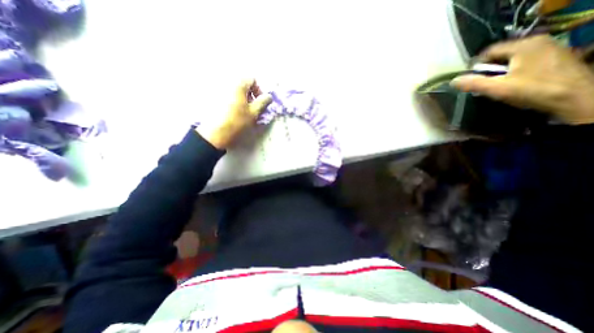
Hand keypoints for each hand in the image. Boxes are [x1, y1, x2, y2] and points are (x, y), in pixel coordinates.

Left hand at [197, 78, 271, 147]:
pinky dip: (233, 101)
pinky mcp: (213, 98)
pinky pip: (227, 96)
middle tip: (252, 108)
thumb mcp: (254, 113)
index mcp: (238, 85)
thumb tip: (269, 96)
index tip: (259, 103)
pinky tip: (233, 113)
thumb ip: (263, 102)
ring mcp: (218, 90)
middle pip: (243, 85)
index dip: (258, 90)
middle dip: (250, 95)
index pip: (252, 79)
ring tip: (243, 112)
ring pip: (235, 91)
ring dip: (242, 99)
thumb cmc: (237, 122)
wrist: (215, 133)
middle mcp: (227, 83)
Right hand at [454, 35, 593, 124]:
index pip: (489, 51)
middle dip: (489, 70)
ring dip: (501, 72)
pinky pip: (525, 62)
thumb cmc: (533, 90)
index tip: (471, 80)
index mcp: (524, 45)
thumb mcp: (497, 88)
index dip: (476, 66)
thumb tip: (453, 81)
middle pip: (501, 55)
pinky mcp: (556, 57)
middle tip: (484, 85)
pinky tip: (515, 84)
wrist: (577, 98)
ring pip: (512, 59)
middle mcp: (538, 41)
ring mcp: (550, 48)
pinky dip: (514, 72)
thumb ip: (473, 84)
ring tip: (498, 86)